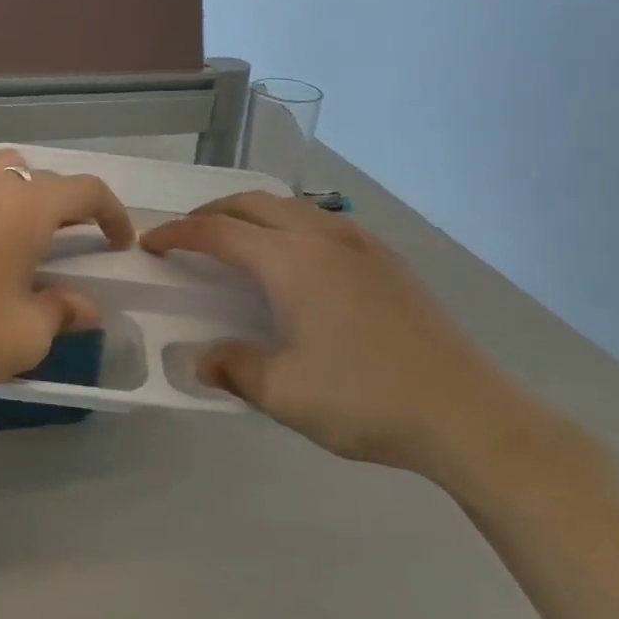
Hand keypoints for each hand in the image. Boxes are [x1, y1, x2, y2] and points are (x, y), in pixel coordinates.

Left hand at [0, 149, 134, 394]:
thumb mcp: (25, 335)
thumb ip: (64, 311)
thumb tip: (87, 307)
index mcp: (26, 206)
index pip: (86, 190)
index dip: (112, 213)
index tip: (118, 242)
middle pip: (43, 177)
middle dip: (68, 205)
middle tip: (73, 240)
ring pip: (0, 169)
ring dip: (22, 192)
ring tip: (22, 228)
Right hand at [142, 194, 571, 482]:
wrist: (468, 414)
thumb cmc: (365, 400)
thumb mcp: (283, 394)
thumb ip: (232, 368)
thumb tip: (199, 359)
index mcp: (291, 263)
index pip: (217, 232)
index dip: (178, 234)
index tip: (150, 243)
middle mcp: (322, 238)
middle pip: (253, 204)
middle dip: (211, 212)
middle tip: (186, 235)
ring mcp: (360, 245)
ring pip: (292, 206)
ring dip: (252, 212)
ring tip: (234, 238)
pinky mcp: (387, 260)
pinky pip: (323, 221)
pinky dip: (289, 223)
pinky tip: (295, 256)